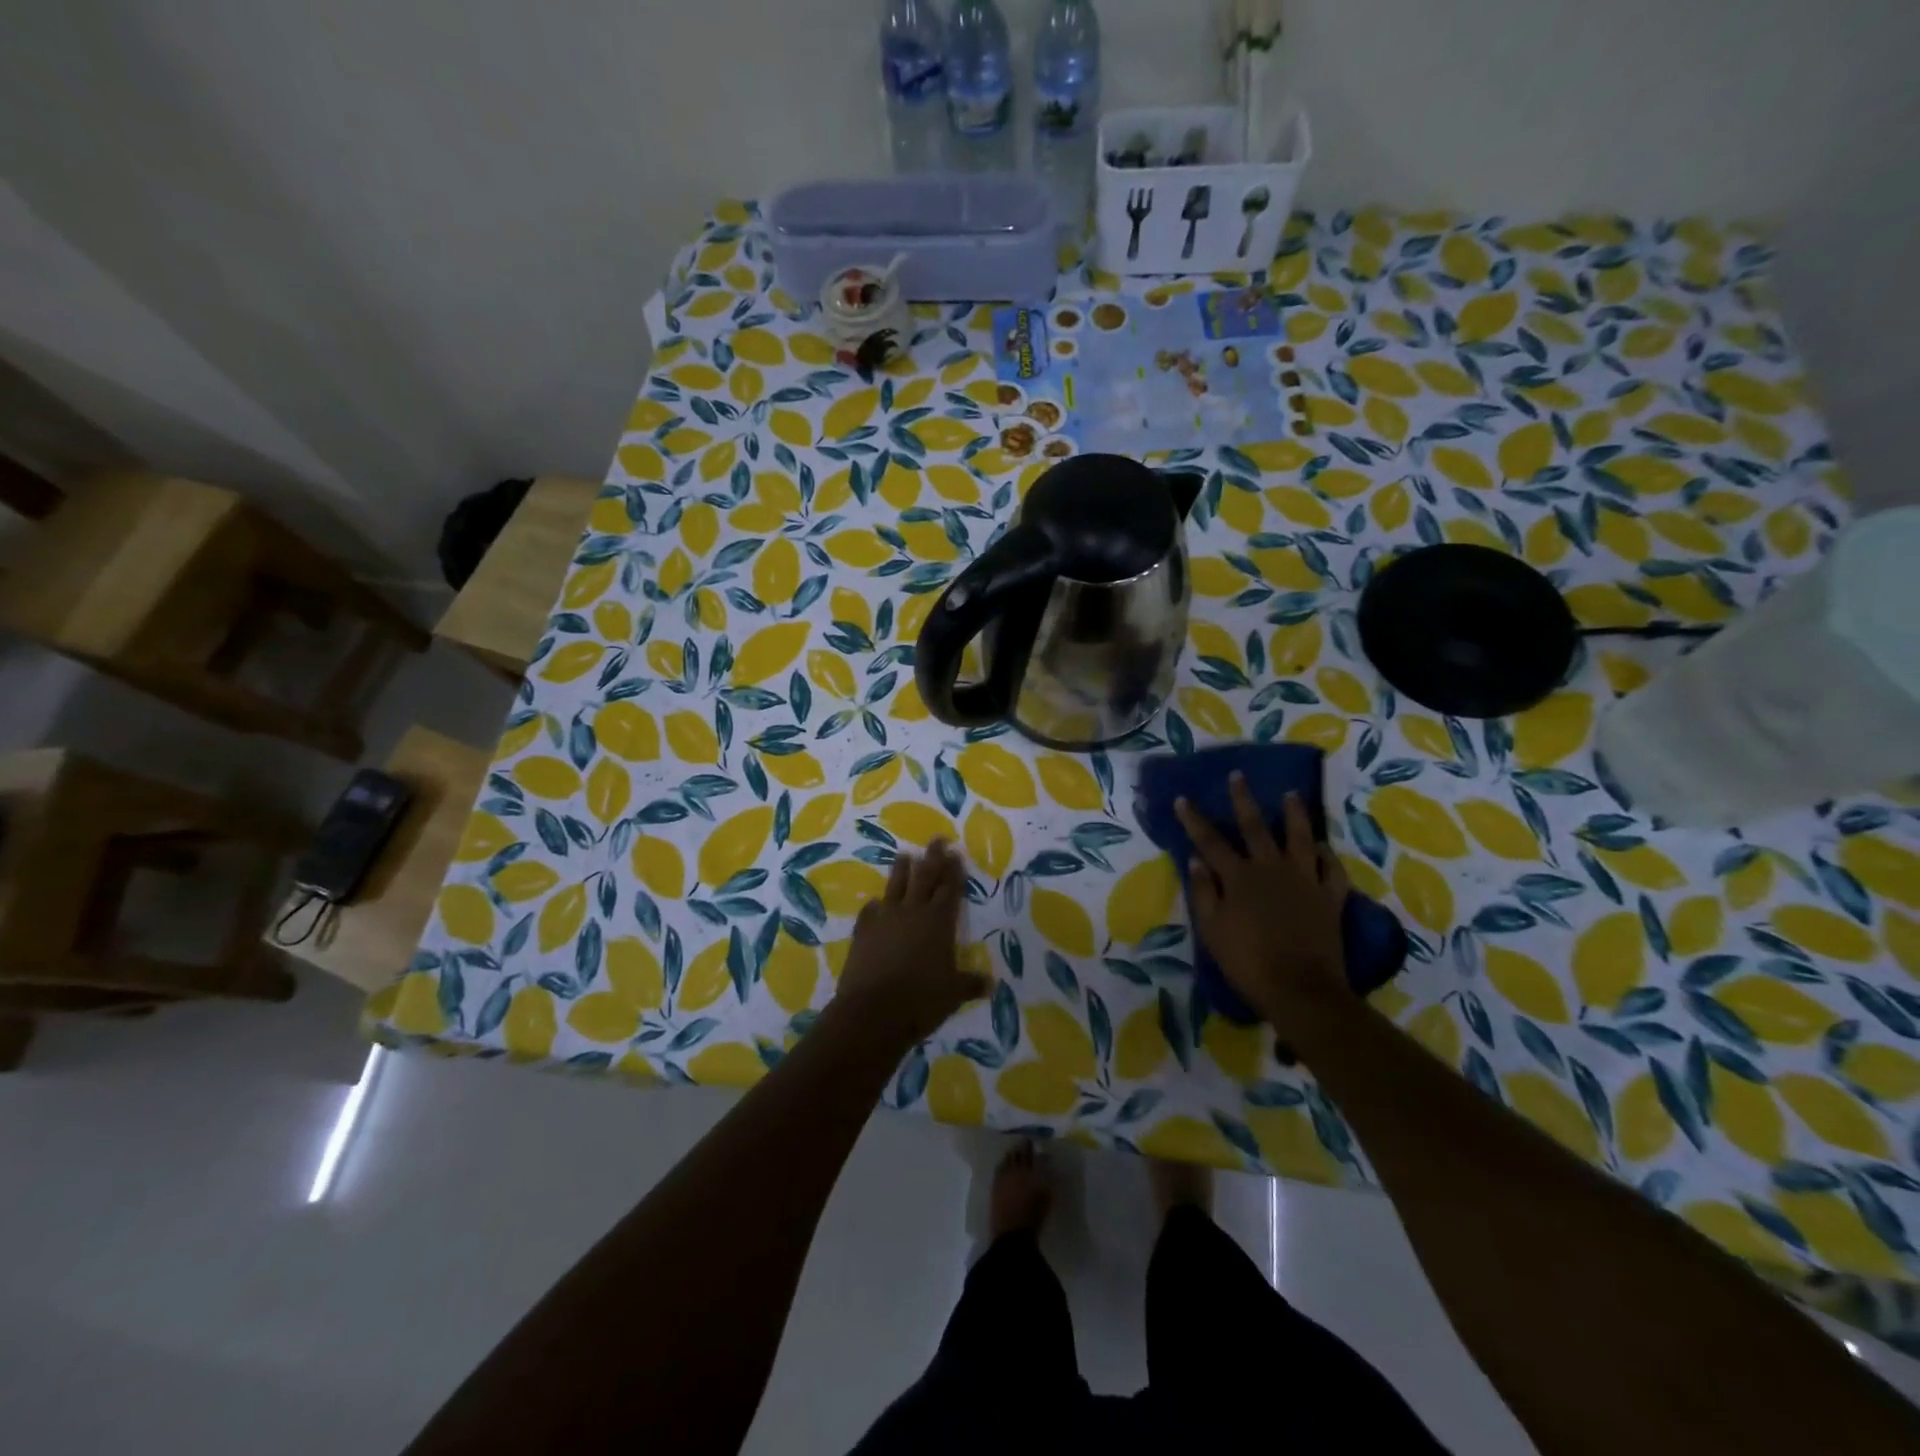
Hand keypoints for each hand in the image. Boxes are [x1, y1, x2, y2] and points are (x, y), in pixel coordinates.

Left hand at [828, 840, 987, 1048]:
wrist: (872, 1011)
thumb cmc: (921, 1000)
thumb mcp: (953, 994)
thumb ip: (970, 984)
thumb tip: (990, 985)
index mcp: (939, 921)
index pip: (950, 889)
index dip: (954, 871)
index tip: (955, 853)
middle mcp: (913, 912)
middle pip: (925, 877)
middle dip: (933, 858)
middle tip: (936, 840)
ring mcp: (885, 918)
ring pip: (896, 885)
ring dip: (902, 869)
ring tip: (905, 854)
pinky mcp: (863, 931)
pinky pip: (871, 911)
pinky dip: (875, 905)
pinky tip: (875, 902)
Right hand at [1176, 777, 1349, 1028]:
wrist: (1300, 990)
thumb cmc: (1247, 962)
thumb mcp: (1212, 930)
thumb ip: (1204, 892)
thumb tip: (1196, 861)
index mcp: (1239, 877)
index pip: (1210, 841)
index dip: (1195, 820)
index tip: (1183, 798)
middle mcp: (1271, 869)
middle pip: (1256, 828)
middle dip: (1244, 800)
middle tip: (1239, 775)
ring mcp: (1304, 880)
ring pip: (1301, 838)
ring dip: (1295, 814)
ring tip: (1291, 795)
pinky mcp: (1330, 897)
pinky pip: (1331, 869)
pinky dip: (1327, 855)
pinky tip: (1322, 847)